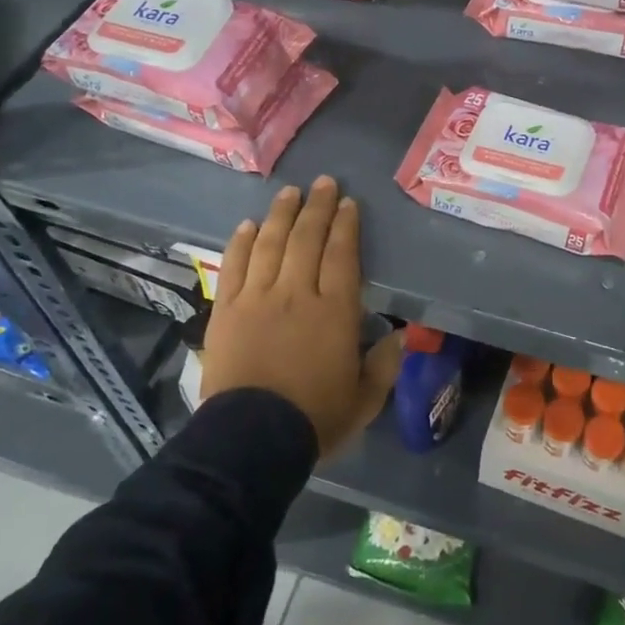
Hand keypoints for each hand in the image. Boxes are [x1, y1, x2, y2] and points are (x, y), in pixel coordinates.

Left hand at [201, 176, 400, 456]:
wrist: (250, 441)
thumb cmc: (314, 419)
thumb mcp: (364, 401)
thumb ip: (384, 366)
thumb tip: (399, 337)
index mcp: (334, 311)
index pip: (341, 254)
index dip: (345, 225)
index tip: (348, 203)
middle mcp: (296, 293)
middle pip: (307, 239)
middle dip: (317, 207)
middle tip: (323, 183)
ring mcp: (257, 298)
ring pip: (271, 244)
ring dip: (282, 214)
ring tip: (290, 192)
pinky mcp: (226, 310)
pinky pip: (234, 266)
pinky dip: (242, 242)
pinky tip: (249, 224)